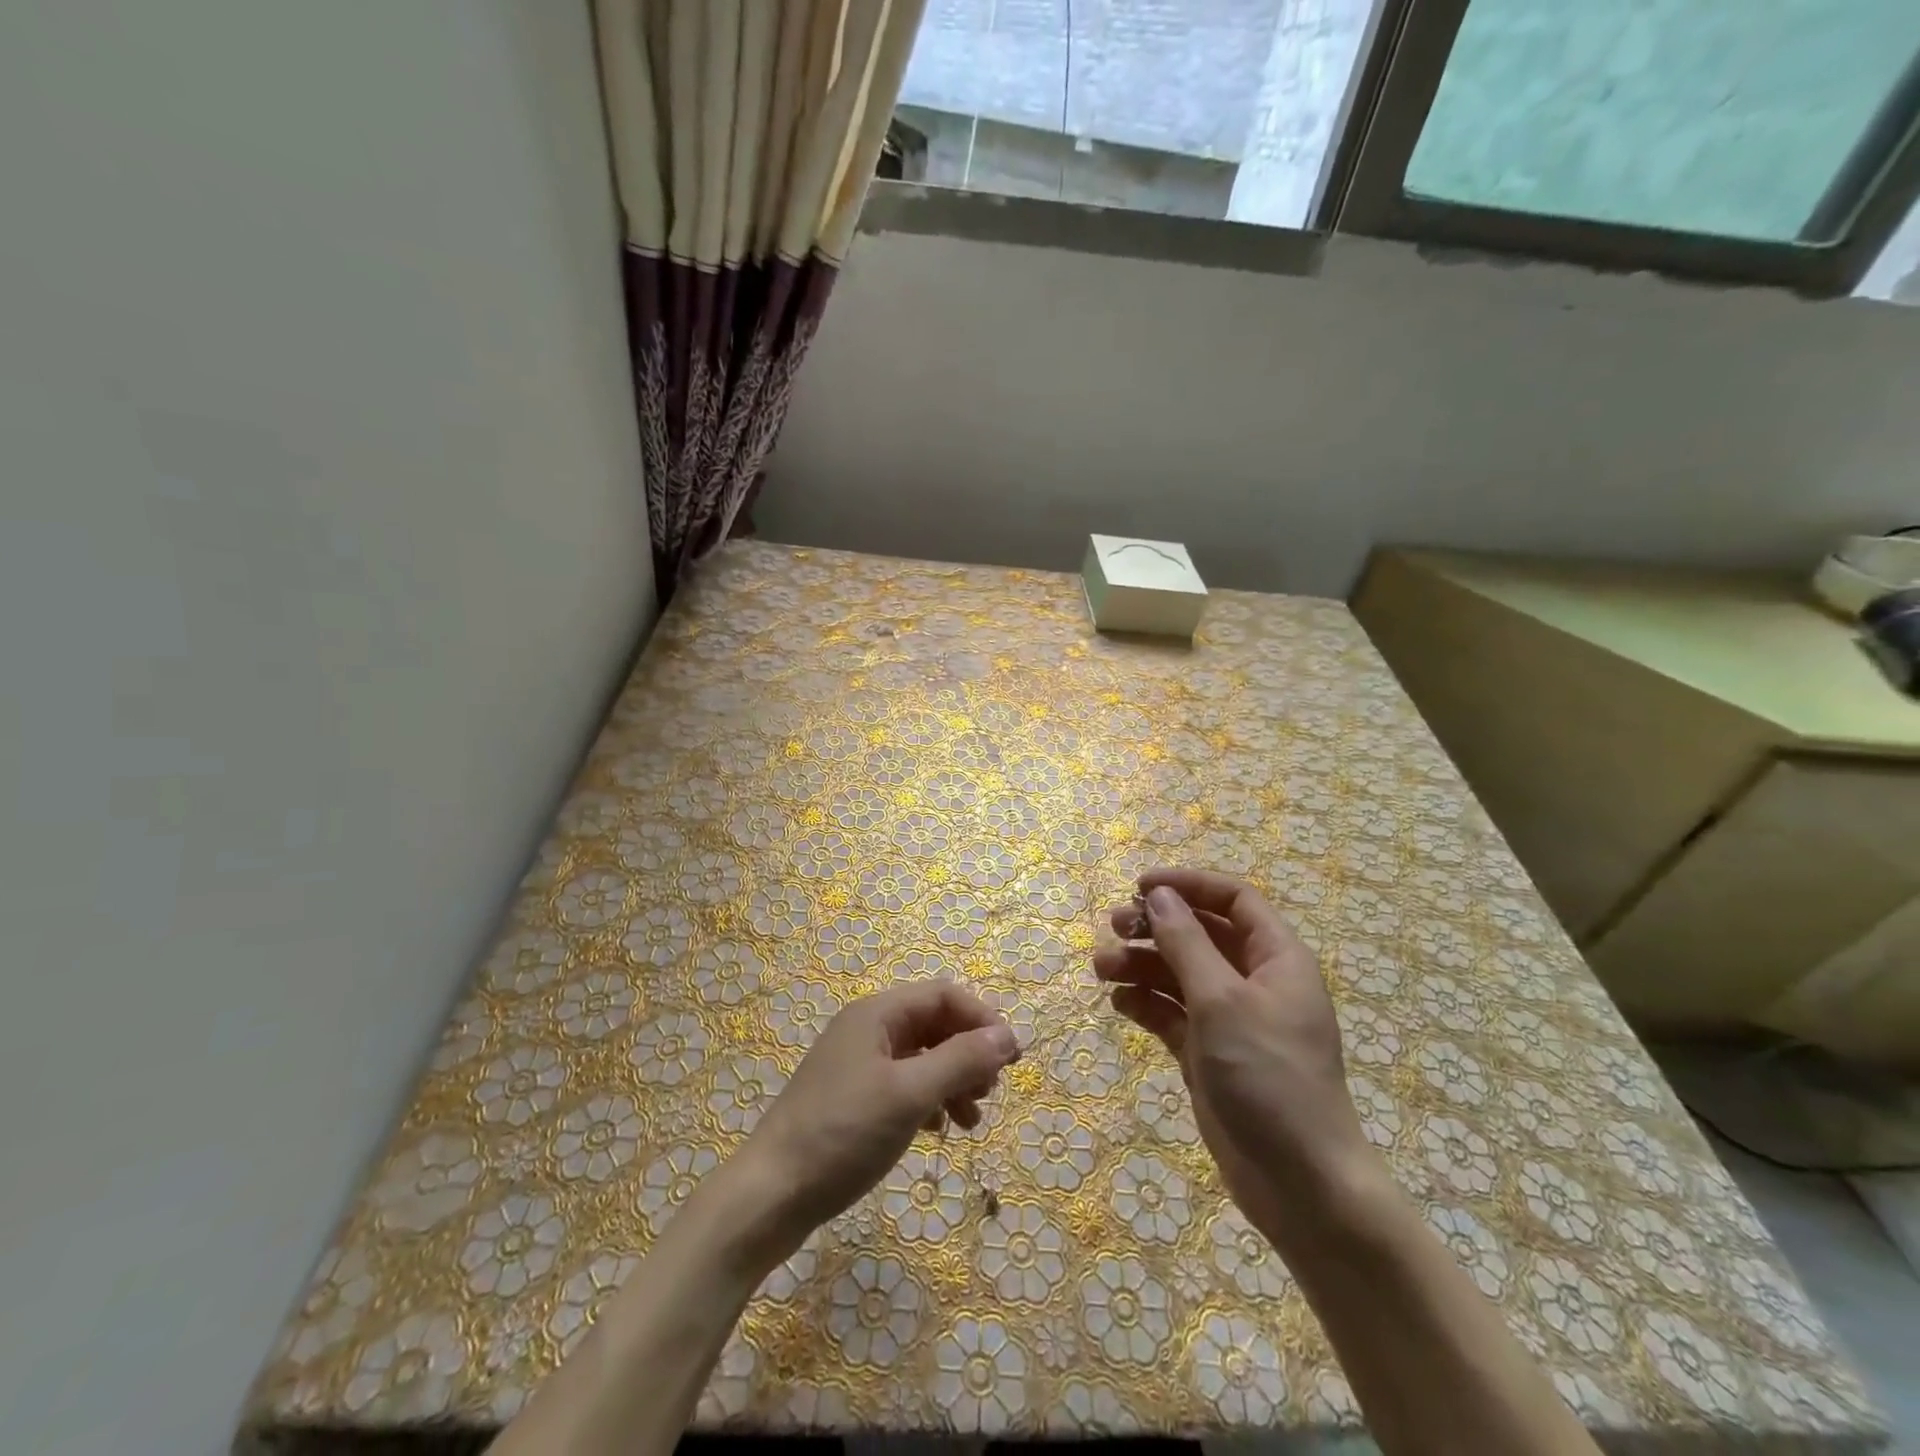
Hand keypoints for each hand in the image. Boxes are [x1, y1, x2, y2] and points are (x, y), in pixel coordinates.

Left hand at [736, 980, 1018, 1259]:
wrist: (771, 1195)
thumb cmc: (843, 1134)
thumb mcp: (909, 1095)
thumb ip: (960, 1060)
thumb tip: (1007, 1036)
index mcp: (877, 1014)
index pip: (943, 995)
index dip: (982, 1019)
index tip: (1013, 1057)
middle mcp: (868, 1029)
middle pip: (934, 1024)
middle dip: (969, 1052)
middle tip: (992, 1090)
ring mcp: (858, 1064)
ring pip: (922, 1057)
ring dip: (953, 1080)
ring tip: (973, 1119)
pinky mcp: (853, 1098)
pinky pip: (905, 1085)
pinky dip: (930, 1100)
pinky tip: (940, 1130)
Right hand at [1095, 867, 1374, 1245]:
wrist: (1300, 1184)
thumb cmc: (1268, 1075)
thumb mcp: (1221, 1000)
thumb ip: (1186, 943)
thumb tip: (1159, 895)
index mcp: (1276, 958)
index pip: (1232, 899)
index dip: (1189, 885)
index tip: (1140, 886)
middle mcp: (1254, 981)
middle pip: (1200, 934)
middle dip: (1156, 926)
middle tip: (1114, 927)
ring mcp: (1231, 1019)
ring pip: (1180, 974)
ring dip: (1141, 965)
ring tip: (1102, 969)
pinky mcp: (1209, 1053)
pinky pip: (1172, 1013)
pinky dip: (1146, 1003)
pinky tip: (1119, 1004)